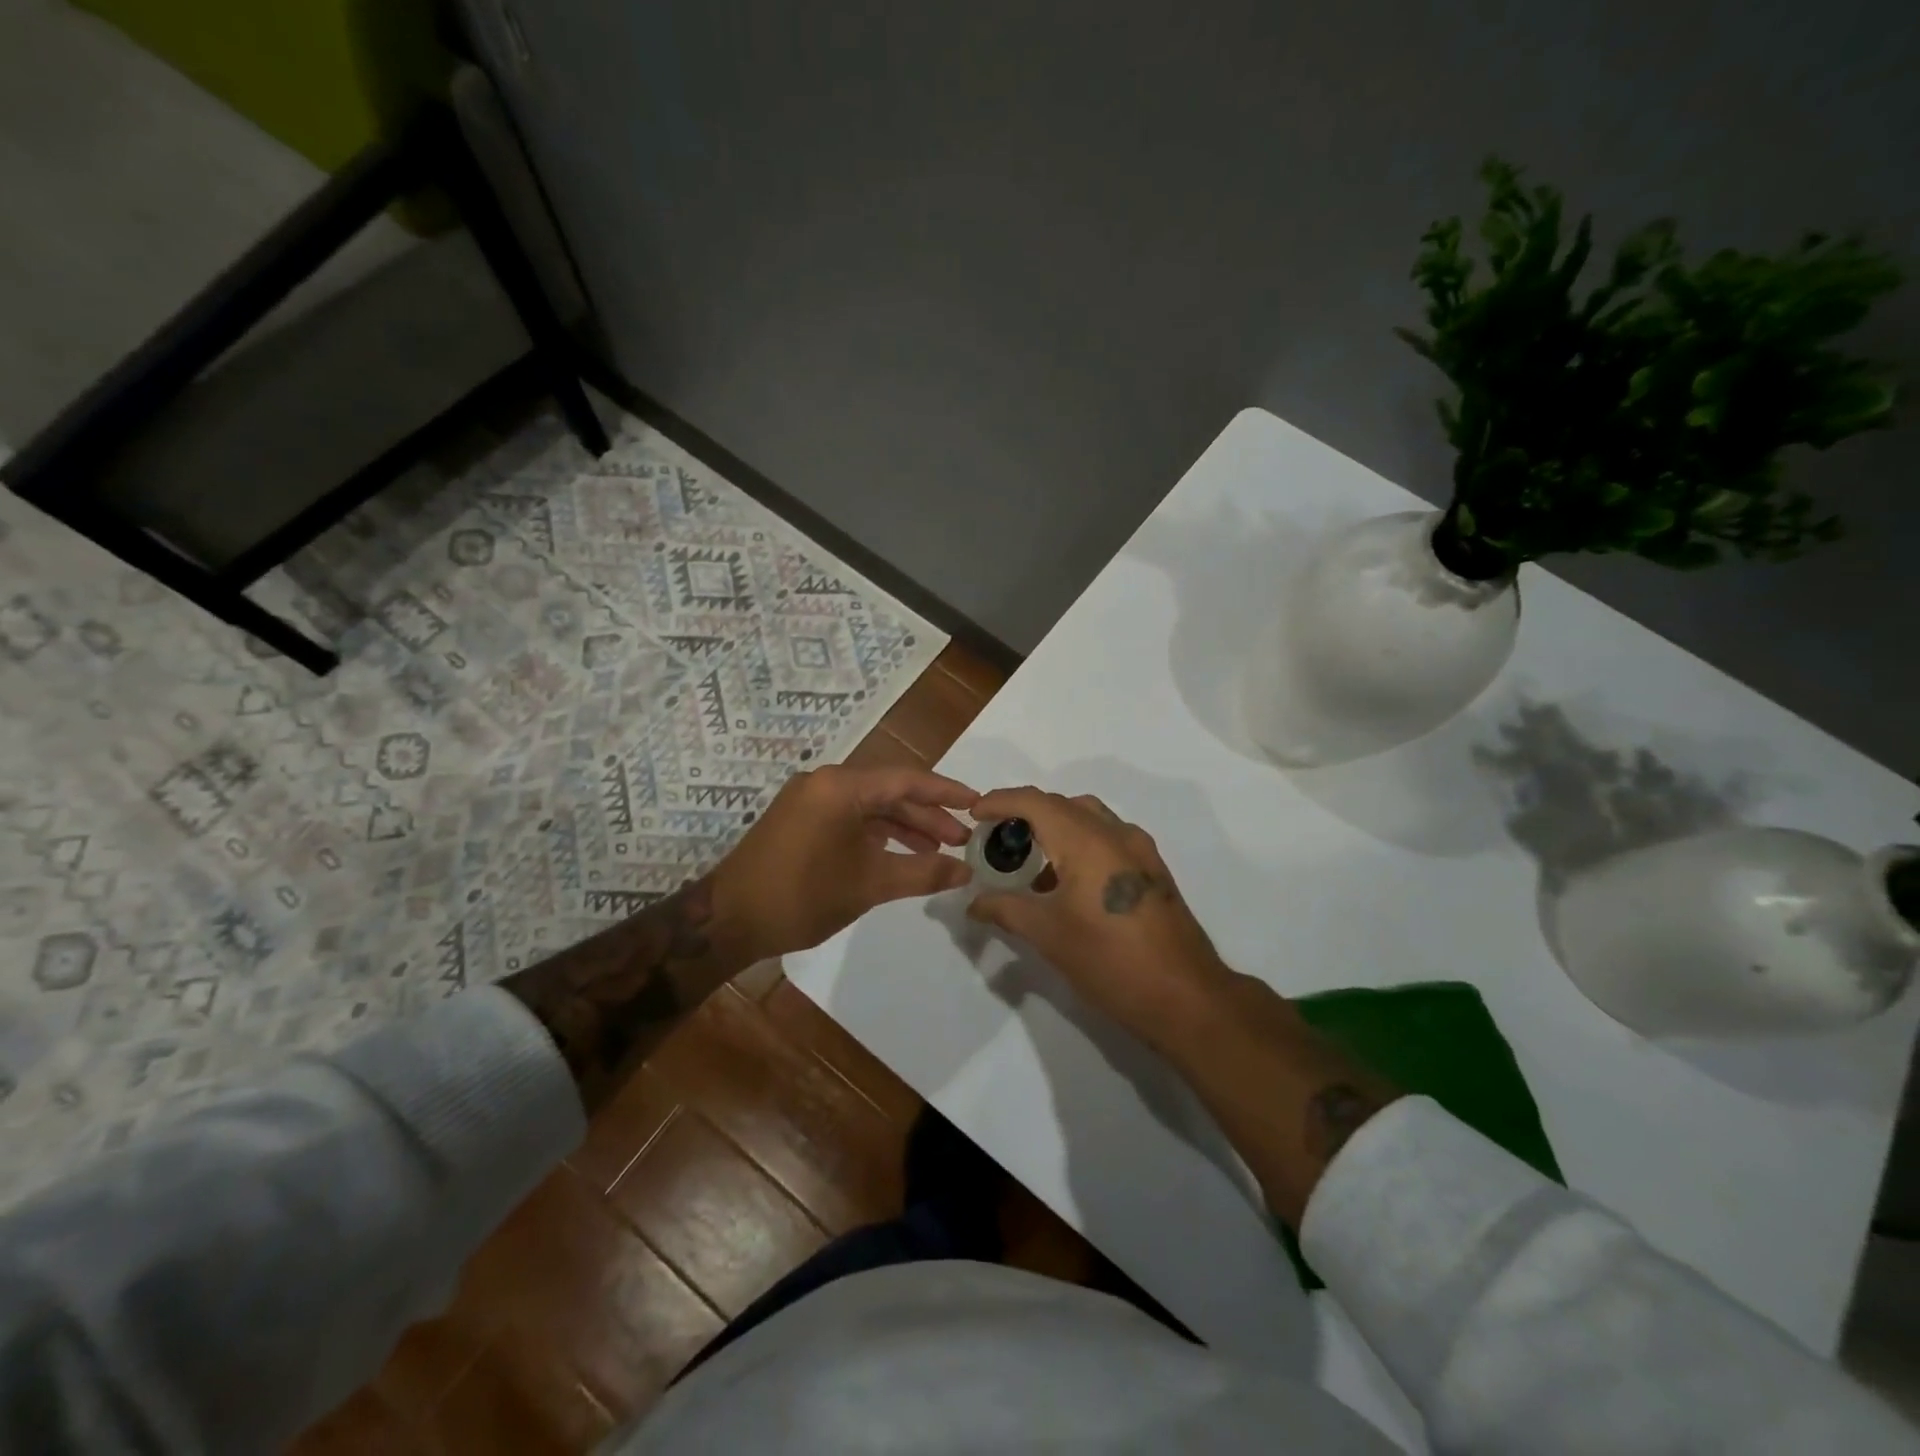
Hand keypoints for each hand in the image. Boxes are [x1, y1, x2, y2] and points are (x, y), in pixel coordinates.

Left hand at [713, 764, 977, 961]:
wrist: (729, 920)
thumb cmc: (802, 896)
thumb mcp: (870, 884)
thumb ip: (923, 873)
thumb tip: (966, 871)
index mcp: (841, 786)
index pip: (907, 780)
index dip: (946, 792)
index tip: (978, 804)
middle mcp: (825, 782)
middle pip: (889, 791)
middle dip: (928, 815)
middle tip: (962, 839)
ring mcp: (810, 800)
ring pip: (870, 806)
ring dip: (904, 827)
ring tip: (939, 851)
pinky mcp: (801, 819)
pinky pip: (850, 818)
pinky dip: (877, 834)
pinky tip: (900, 854)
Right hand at [964, 786, 1234, 1048]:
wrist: (1186, 997)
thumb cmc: (1110, 960)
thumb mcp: (1048, 935)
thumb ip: (1006, 909)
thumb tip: (974, 903)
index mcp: (1088, 840)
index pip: (1035, 801)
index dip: (1000, 800)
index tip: (974, 814)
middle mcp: (1116, 833)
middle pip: (1062, 805)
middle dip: (1025, 814)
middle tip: (997, 839)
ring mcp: (1140, 850)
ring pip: (1089, 819)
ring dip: (1055, 828)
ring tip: (1029, 860)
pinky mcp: (1152, 871)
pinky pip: (1108, 839)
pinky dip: (1079, 844)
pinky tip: (1065, 883)